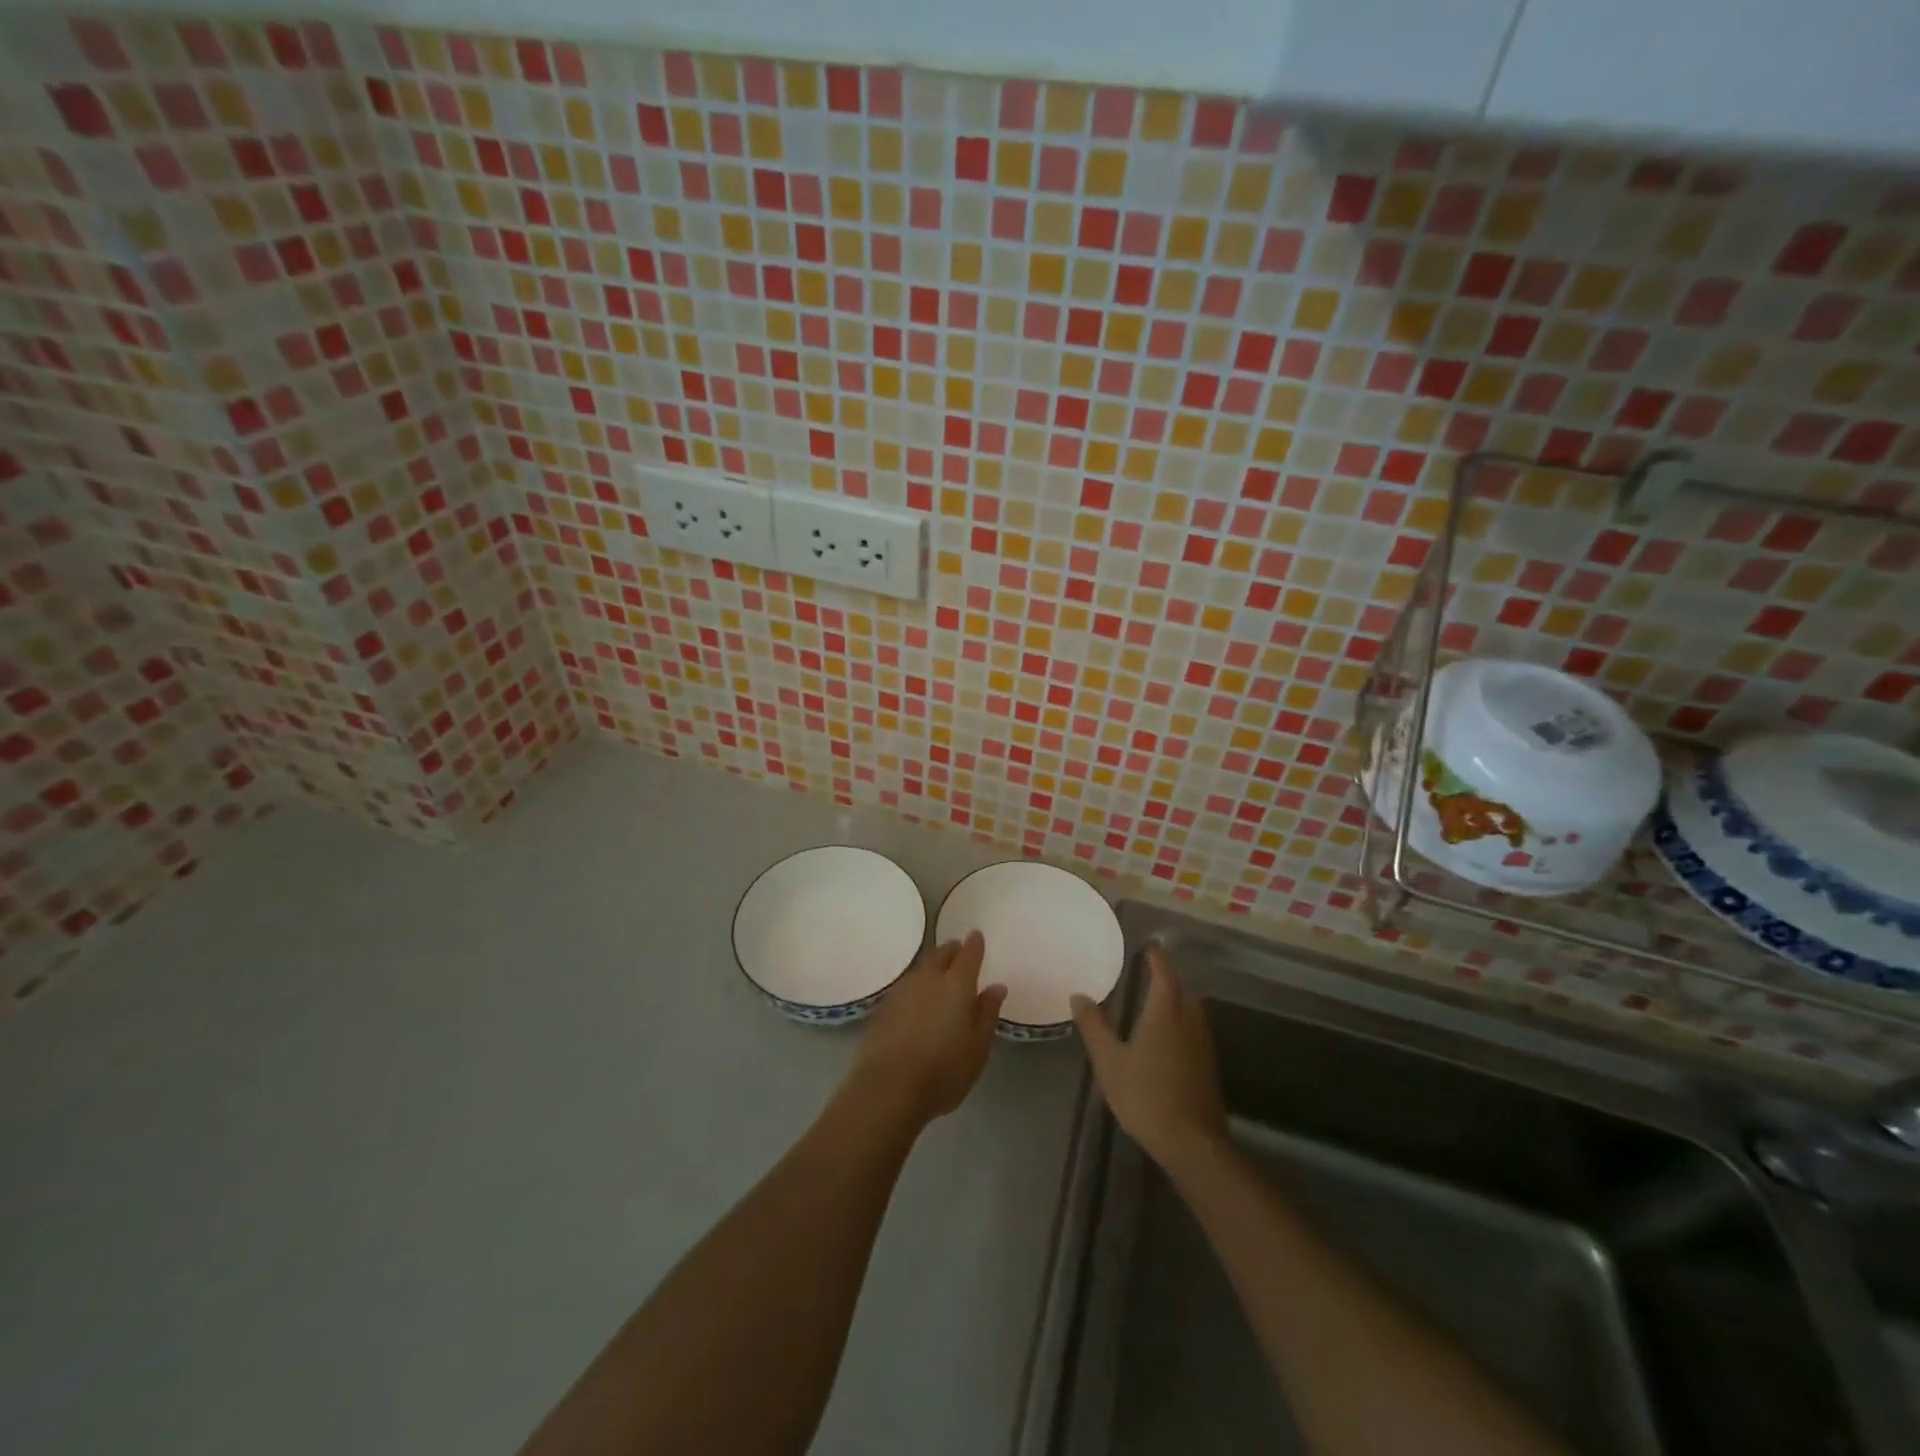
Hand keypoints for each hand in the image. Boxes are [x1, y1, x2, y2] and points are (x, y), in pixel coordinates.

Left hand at [853, 933, 1006, 1125]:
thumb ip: (987, 1013)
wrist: (888, 1088)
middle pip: (941, 955)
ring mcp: (902, 990)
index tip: (977, 935)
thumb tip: (996, 987)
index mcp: (957, 985)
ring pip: (921, 968)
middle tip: (958, 949)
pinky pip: (905, 985)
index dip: (974, 944)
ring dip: (932, 965)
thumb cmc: (943, 1071)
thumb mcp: (978, 1048)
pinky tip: (917, 998)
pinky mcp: (883, 1007)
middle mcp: (928, 979)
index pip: (968, 955)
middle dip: (951, 949)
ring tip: (939, 972)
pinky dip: (916, 985)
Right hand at [1072, 948, 1226, 1173]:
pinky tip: (1171, 1034)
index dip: (1157, 959)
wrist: (1191, 1142)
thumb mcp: (1109, 1061)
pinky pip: (1196, 1028)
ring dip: (1179, 997)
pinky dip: (1184, 1019)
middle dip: (1169, 976)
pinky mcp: (1208, 1065)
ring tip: (1158, 998)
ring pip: (1193, 1008)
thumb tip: (1078, 995)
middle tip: (1151, 970)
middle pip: (1182, 988)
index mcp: (1165, 1011)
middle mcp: (1189, 1020)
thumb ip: (1094, 1026)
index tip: (1149, 948)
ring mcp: (1203, 1043)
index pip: (1164, 974)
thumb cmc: (1145, 1095)